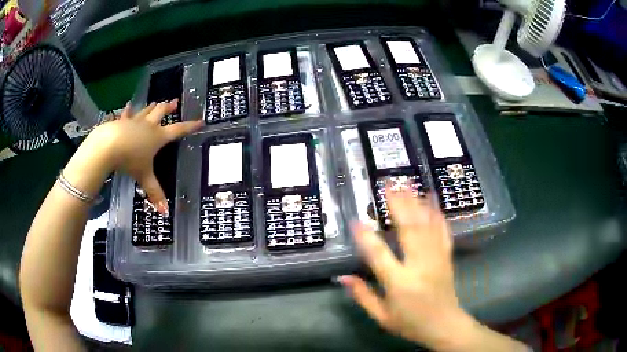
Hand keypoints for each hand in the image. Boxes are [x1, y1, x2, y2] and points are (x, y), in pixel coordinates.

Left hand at [79, 100, 202, 213]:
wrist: (108, 146)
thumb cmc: (129, 160)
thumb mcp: (144, 177)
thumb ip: (154, 192)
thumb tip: (165, 212)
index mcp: (157, 137)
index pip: (178, 131)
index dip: (190, 127)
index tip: (200, 121)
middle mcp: (148, 126)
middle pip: (161, 113)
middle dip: (169, 108)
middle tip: (175, 102)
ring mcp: (134, 122)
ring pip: (146, 111)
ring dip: (152, 107)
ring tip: (156, 102)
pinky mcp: (121, 122)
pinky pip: (127, 114)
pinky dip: (128, 111)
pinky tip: (128, 106)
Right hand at [340, 189, 528, 350]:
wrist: (444, 325)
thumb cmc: (410, 323)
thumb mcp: (381, 316)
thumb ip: (362, 296)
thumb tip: (343, 277)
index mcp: (400, 283)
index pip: (379, 256)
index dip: (366, 238)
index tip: (356, 221)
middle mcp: (420, 266)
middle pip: (409, 231)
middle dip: (398, 206)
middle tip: (388, 185)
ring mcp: (436, 259)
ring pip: (427, 226)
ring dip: (416, 203)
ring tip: (408, 184)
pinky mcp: (447, 256)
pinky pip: (442, 231)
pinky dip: (437, 213)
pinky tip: (432, 199)